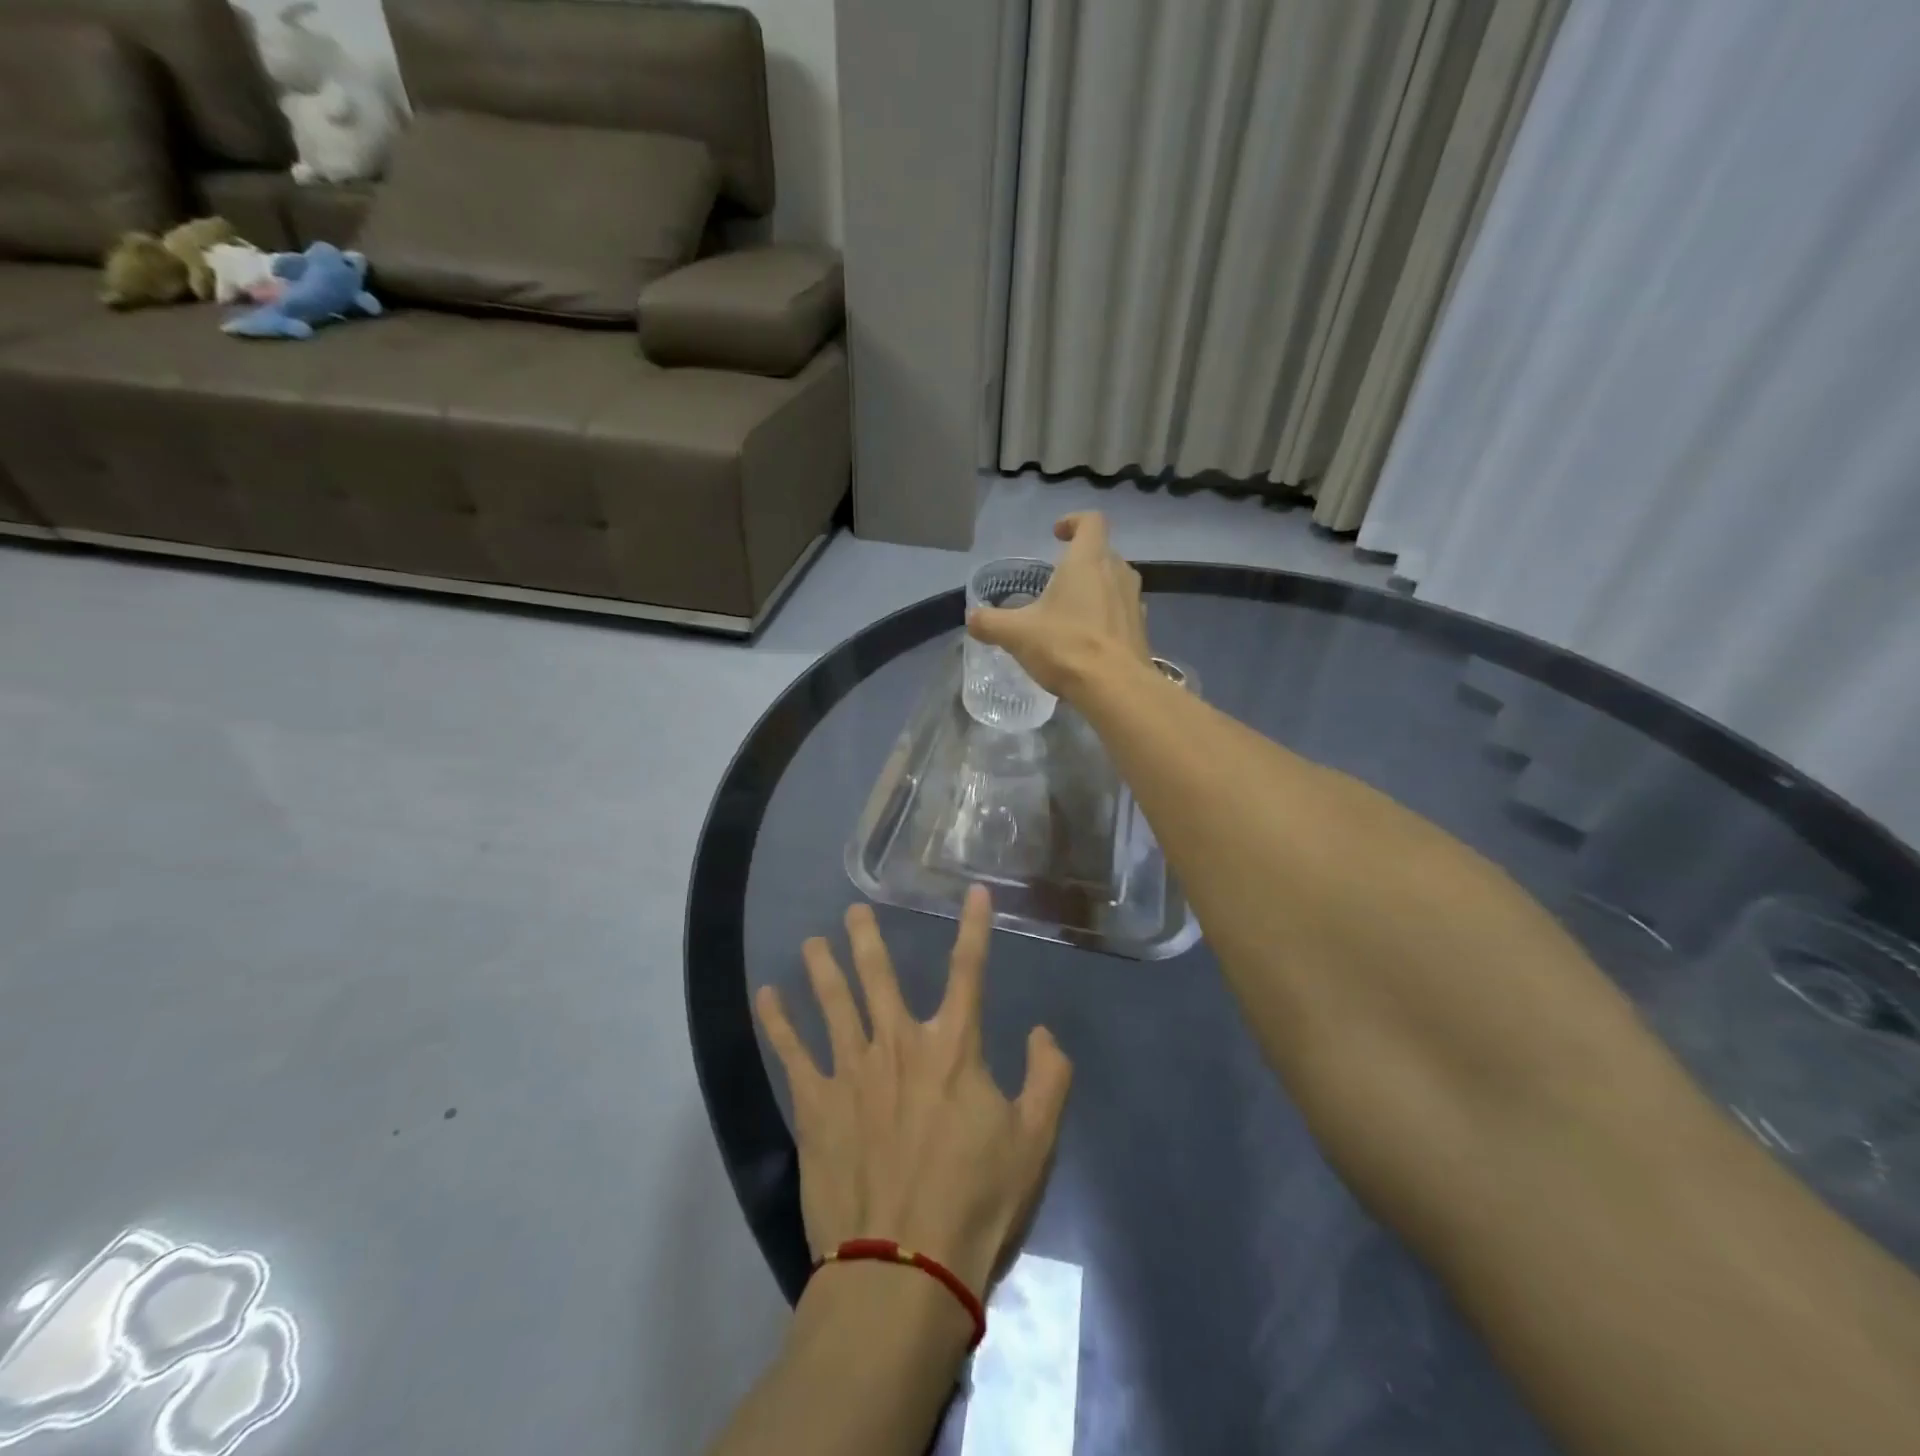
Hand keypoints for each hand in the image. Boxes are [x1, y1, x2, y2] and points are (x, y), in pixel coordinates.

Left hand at [754, 888, 1072, 1298]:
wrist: (905, 1268)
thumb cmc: (976, 1203)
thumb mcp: (1035, 1143)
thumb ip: (1048, 1079)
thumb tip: (1043, 1033)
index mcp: (953, 1048)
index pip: (969, 972)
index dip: (975, 928)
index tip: (974, 893)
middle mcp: (899, 1044)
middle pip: (880, 976)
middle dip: (867, 939)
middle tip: (853, 910)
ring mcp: (852, 1071)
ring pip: (833, 1003)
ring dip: (821, 968)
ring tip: (810, 942)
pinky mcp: (816, 1105)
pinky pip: (792, 1052)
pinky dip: (778, 1021)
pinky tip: (767, 997)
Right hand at [965, 512, 1151, 696]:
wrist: (1116, 687)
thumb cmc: (1066, 646)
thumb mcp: (1016, 634)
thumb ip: (991, 622)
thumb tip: (972, 618)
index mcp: (1088, 560)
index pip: (1091, 521)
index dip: (1073, 521)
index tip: (1056, 534)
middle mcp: (1117, 572)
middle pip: (1102, 552)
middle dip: (1080, 560)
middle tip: (1056, 580)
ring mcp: (1133, 601)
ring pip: (1114, 581)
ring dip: (1095, 588)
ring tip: (1070, 610)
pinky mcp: (1140, 629)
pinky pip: (1121, 611)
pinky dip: (1105, 616)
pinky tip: (1087, 639)